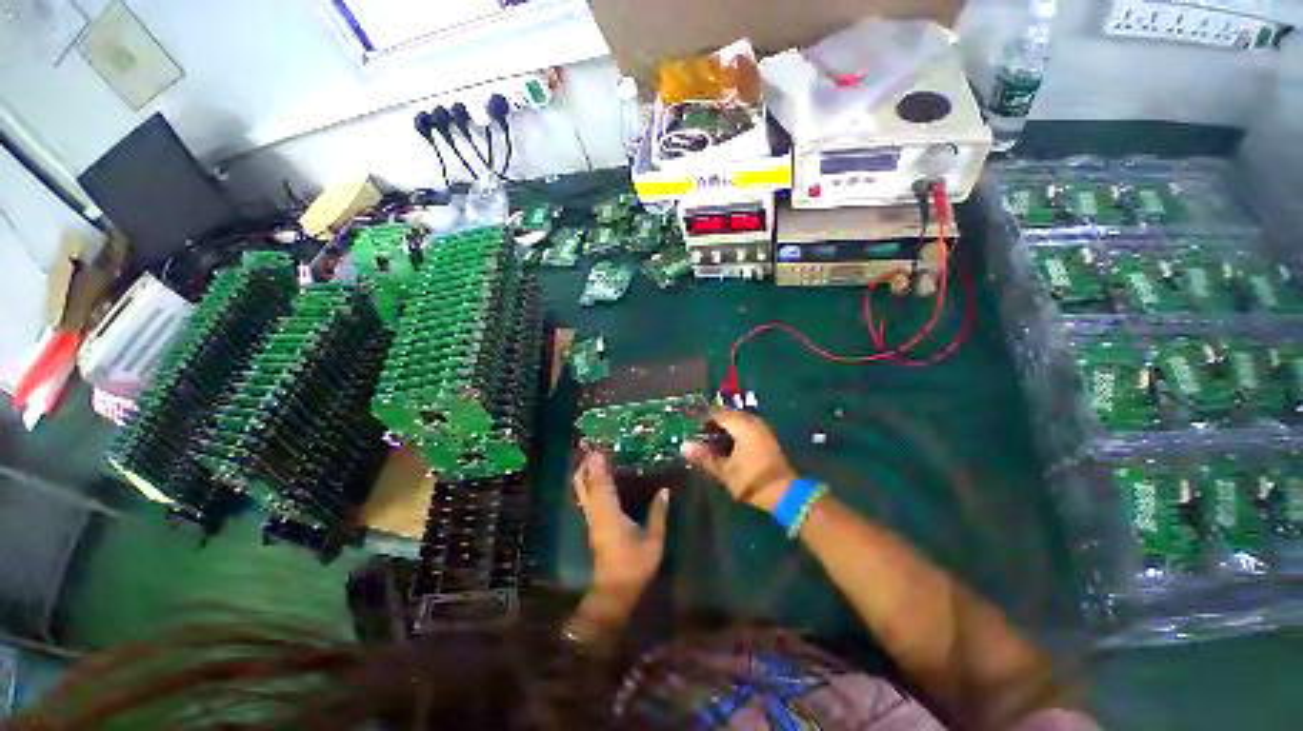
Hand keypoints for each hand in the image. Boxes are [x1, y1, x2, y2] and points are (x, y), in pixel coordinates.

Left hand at [572, 450, 669, 603]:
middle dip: (586, 465)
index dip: (598, 466)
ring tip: (590, 457)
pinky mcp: (592, 524)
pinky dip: (587, 484)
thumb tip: (664, 490)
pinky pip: (586, 498)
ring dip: (585, 473)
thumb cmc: (635, 566)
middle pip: (585, 485)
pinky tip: (594, 478)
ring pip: (583, 491)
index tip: (597, 449)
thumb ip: (658, 514)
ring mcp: (592, 519)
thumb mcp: (654, 541)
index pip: (602, 485)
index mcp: (610, 514)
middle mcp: (597, 513)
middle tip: (590, 447)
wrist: (614, 591)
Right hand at [683, 408, 796, 513]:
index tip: (691, 425)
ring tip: (710, 438)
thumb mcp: (725, 471)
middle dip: (713, 421)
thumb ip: (704, 457)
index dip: (703, 417)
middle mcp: (753, 422)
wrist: (785, 493)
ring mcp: (762, 428)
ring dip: (725, 426)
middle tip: (699, 432)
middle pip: (729, 414)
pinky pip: (746, 426)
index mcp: (742, 425)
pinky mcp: (767, 437)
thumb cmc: (752, 480)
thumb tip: (684, 446)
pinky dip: (735, 431)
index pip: (718, 413)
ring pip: (738, 420)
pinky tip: (727, 443)